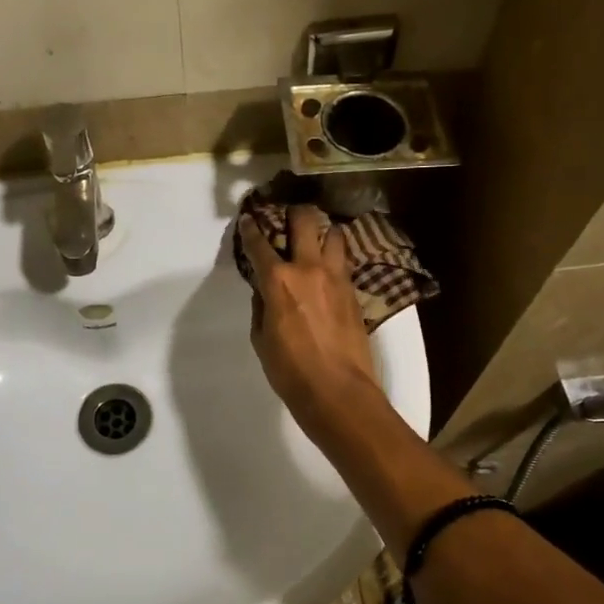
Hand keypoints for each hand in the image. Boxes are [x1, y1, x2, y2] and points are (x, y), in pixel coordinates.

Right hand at [239, 204, 383, 438]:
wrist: (338, 391)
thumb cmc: (290, 371)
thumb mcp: (261, 339)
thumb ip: (262, 307)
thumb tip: (265, 292)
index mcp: (278, 281)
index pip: (259, 244)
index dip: (251, 228)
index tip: (248, 219)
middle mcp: (309, 269)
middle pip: (305, 222)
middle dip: (295, 212)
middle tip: (289, 214)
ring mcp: (337, 277)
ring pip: (335, 235)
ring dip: (324, 232)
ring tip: (318, 238)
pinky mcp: (354, 291)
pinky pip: (345, 262)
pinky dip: (336, 258)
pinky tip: (331, 266)